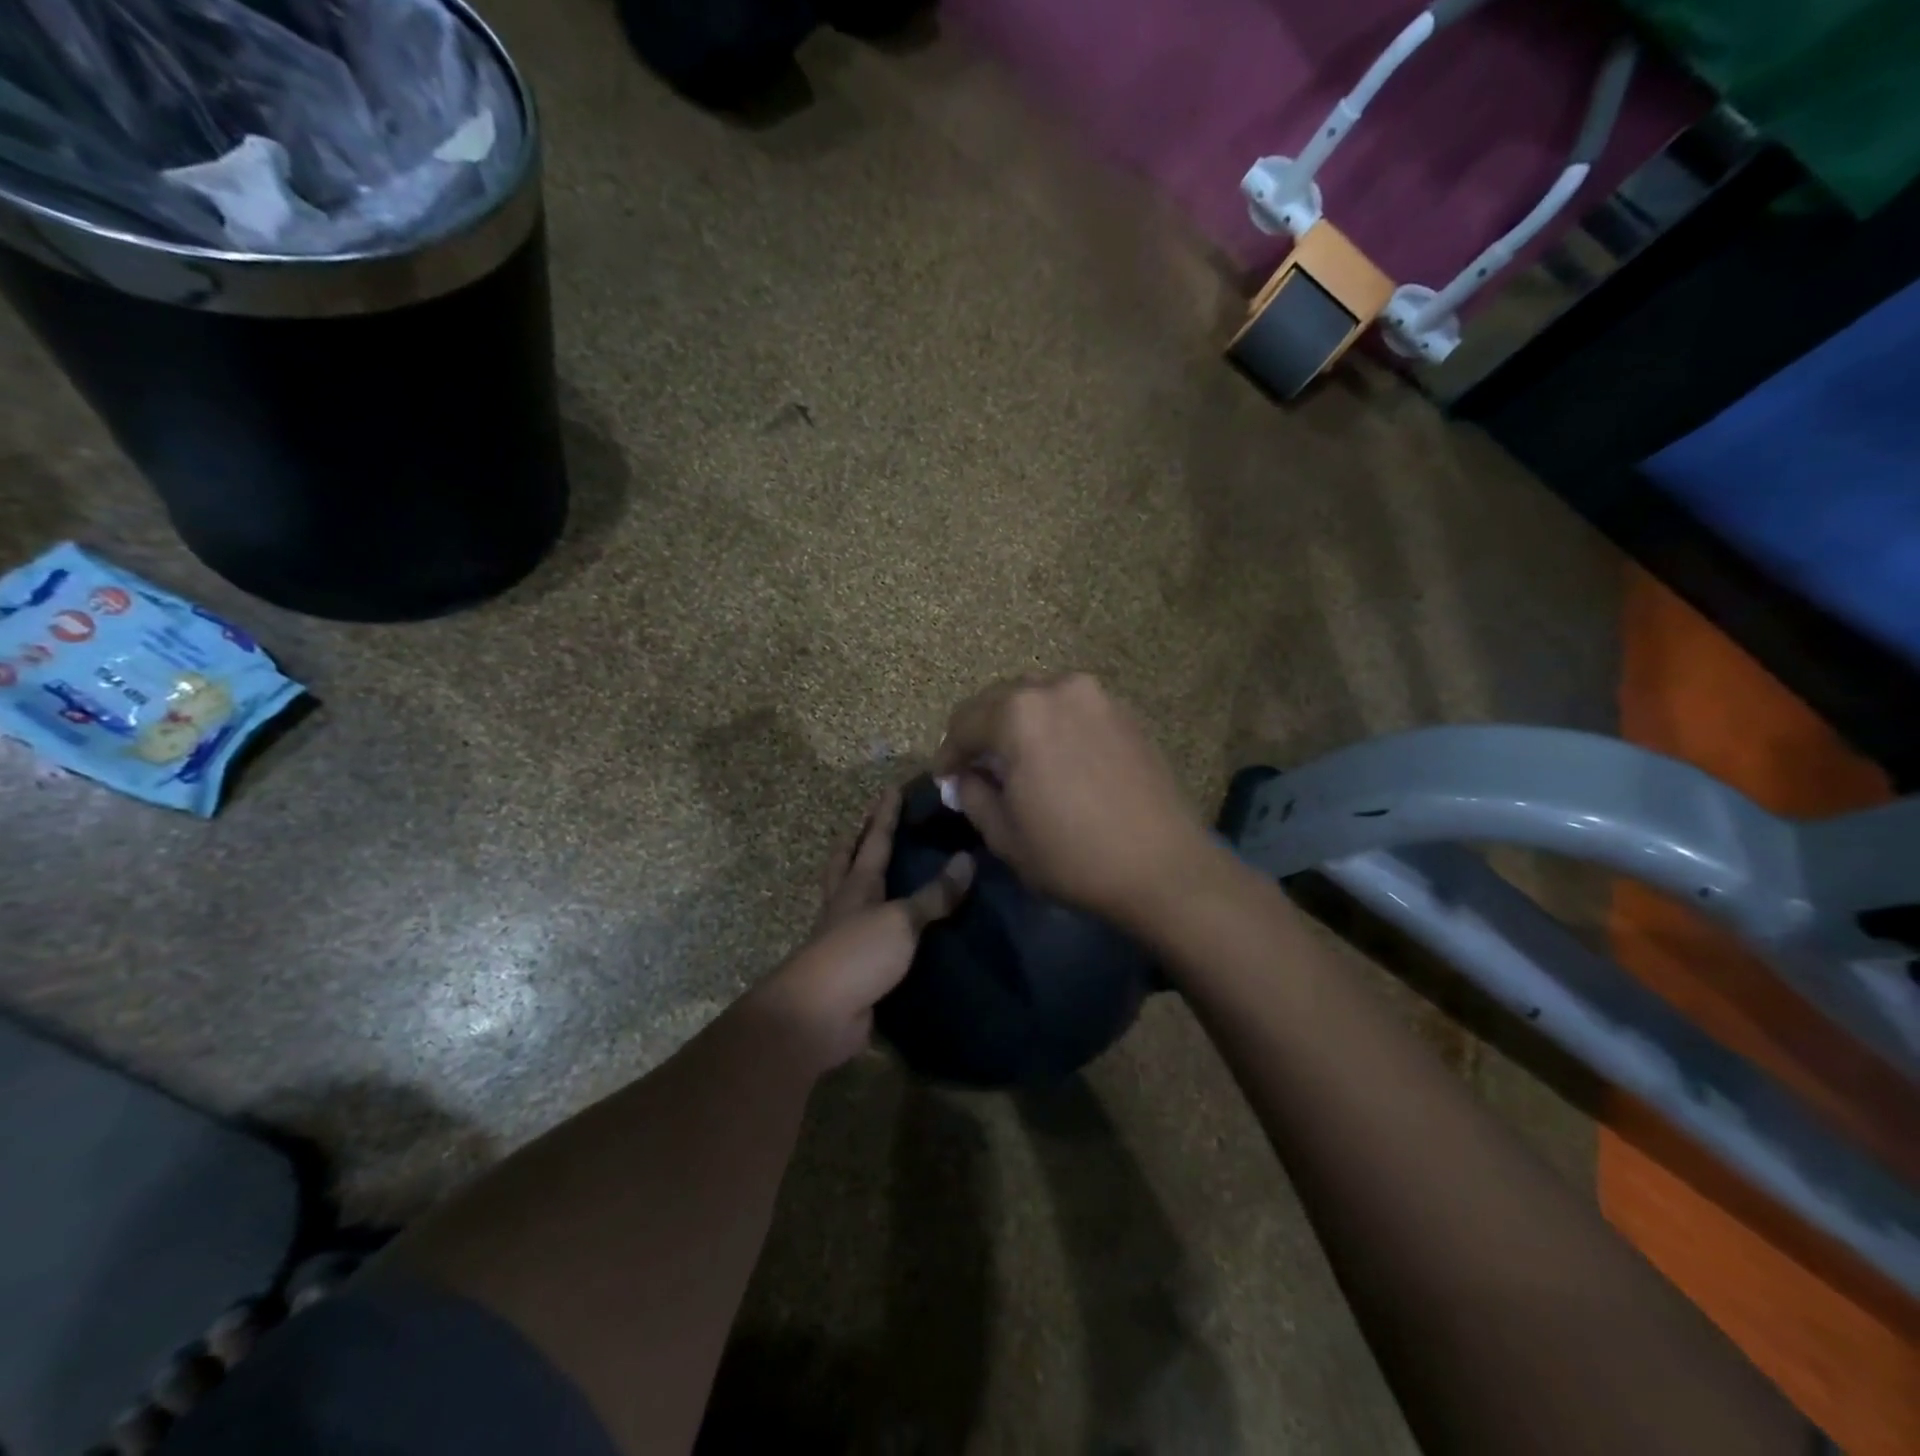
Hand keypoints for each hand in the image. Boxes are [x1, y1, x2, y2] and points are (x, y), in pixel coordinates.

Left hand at [749, 787, 973, 1073]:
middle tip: (866, 822)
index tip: (892, 787)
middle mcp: (846, 905)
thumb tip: (967, 859)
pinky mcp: (852, 968)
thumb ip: (934, 895)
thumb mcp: (902, 920)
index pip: (875, 840)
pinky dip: (879, 923)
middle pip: (846, 862)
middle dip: (856, 840)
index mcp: (858, 885)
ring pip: (850, 896)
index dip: (885, 814)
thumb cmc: (858, 954)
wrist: (819, 1014)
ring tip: (877, 868)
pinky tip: (893, 927)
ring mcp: (844, 937)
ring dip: (859, 878)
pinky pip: (868, 935)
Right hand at [934, 673, 1219, 932]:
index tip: (945, 778)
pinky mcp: (1125, 712)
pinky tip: (1057, 759)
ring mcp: (1097, 697)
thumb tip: (966, 777)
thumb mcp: (1005, 836)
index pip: (964, 722)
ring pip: (1038, 699)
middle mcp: (1057, 689)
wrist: (1164, 867)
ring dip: (1017, 724)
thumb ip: (973, 795)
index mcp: (1018, 714)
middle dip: (981, 732)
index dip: (948, 753)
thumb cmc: (1073, 856)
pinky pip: (1072, 709)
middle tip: (977, 768)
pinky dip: (1053, 726)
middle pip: (999, 700)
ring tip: (1017, 761)